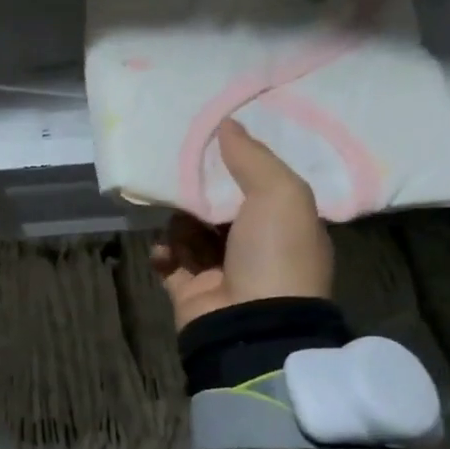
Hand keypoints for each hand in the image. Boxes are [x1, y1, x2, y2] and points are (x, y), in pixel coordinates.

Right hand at [149, 119, 334, 329]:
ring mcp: (223, 274)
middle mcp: (257, 250)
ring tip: (173, 218)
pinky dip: (163, 253)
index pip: (260, 189)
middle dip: (200, 195)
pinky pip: (171, 264)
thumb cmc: (276, 254)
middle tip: (179, 176)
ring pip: (192, 235)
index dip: (238, 168)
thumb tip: (227, 124)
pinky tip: (162, 249)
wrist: (252, 325)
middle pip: (220, 211)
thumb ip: (253, 157)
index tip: (212, 147)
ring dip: (179, 223)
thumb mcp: (280, 194)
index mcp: (287, 227)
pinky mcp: (192, 293)